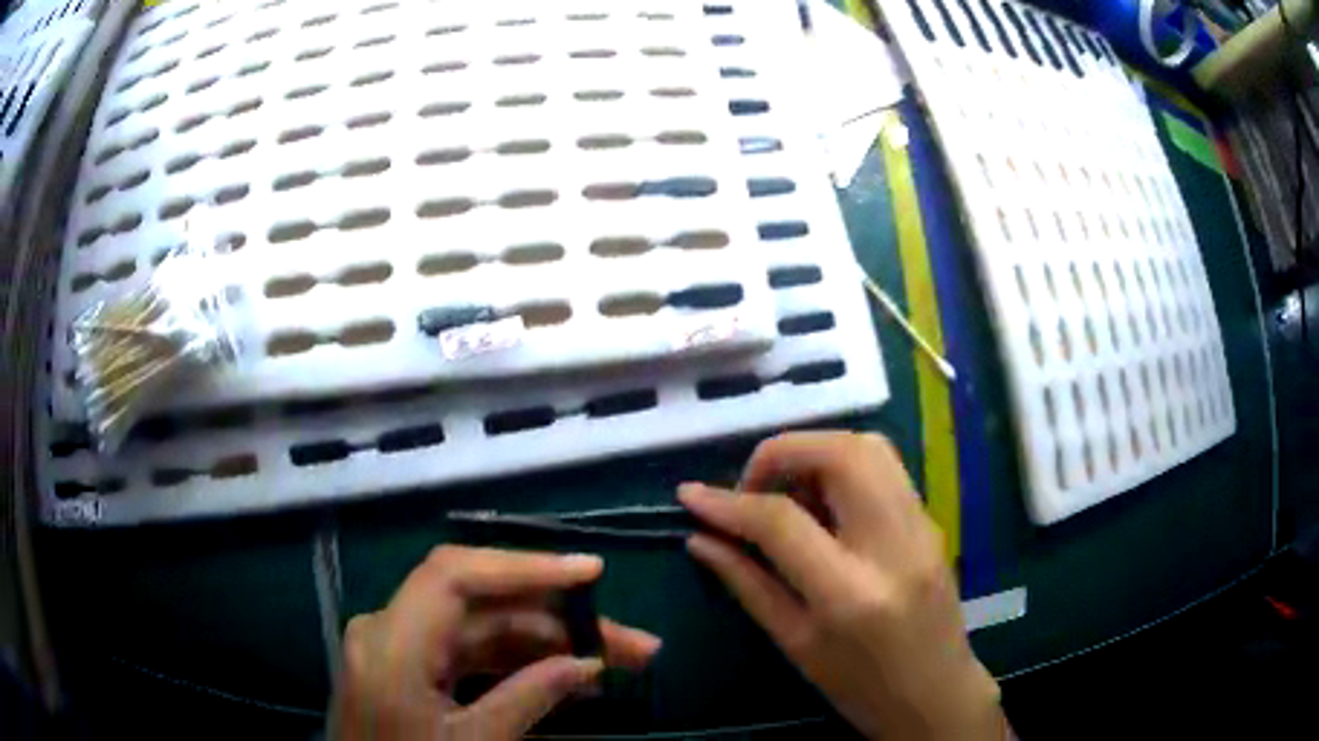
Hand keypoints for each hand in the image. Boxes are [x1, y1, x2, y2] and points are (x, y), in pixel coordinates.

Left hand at [332, 546, 660, 739]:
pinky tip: (566, 679)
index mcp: (392, 642)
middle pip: (482, 605)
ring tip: (615, 662)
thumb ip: (527, 699)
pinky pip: (468, 654)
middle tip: (631, 643)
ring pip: (481, 629)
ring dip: (547, 643)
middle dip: (558, 619)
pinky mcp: (410, 669)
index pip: (457, 575)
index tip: (592, 574)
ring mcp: (400, 649)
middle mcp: (391, 629)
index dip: (526, 566)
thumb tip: (588, 664)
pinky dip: (517, 663)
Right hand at [680, 432, 1004, 740]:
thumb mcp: (795, 644)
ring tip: (788, 495)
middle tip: (752, 489)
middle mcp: (894, 545)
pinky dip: (843, 468)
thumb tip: (700, 539)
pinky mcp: (931, 521)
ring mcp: (922, 526)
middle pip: (839, 453)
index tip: (691, 497)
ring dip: (816, 453)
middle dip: (781, 453)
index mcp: (851, 593)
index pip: (783, 520)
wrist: (937, 696)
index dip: (729, 502)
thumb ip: (746, 584)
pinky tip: (825, 507)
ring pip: (869, 446)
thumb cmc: (860, 688)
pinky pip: (885, 468)